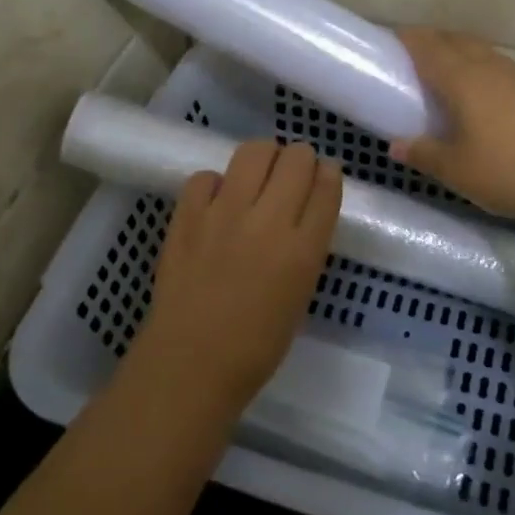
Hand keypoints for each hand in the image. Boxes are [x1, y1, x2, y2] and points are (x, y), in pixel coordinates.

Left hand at [132, 139, 342, 413]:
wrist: (191, 363)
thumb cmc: (256, 345)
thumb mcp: (300, 293)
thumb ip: (306, 246)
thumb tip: (304, 210)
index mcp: (303, 250)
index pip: (326, 185)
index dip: (327, 174)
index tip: (322, 177)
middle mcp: (268, 221)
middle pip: (296, 158)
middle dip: (300, 159)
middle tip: (290, 176)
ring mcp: (224, 213)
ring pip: (254, 151)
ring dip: (263, 158)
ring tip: (257, 178)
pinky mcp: (187, 215)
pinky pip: (207, 175)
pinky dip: (216, 183)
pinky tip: (216, 203)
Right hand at [390, 27, 514, 228]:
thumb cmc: (507, 172)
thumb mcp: (454, 170)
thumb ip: (422, 153)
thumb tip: (395, 145)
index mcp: (462, 78)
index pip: (427, 46)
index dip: (406, 40)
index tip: (386, 44)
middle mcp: (487, 66)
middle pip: (452, 39)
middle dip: (427, 41)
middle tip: (405, 59)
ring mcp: (513, 75)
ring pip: (475, 48)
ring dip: (453, 49)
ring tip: (436, 70)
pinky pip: (492, 62)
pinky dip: (473, 63)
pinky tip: (472, 88)